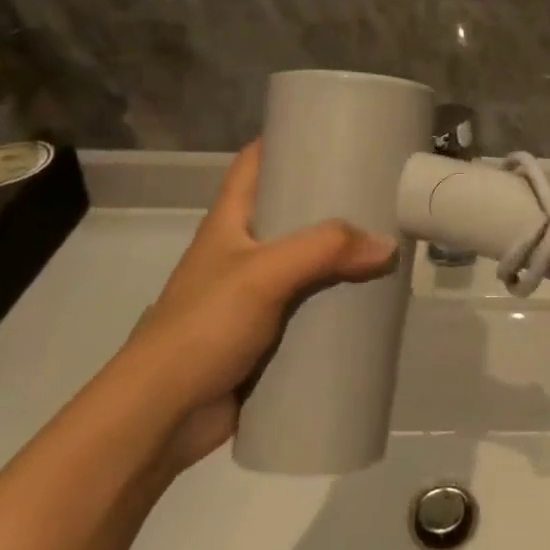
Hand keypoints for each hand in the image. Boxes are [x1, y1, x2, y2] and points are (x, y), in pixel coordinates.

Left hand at [114, 143, 395, 469]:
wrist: (161, 418)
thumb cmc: (202, 327)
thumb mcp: (263, 275)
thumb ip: (325, 251)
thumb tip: (388, 246)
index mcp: (230, 221)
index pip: (255, 163)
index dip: (288, 140)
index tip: (335, 130)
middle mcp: (243, 250)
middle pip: (291, 210)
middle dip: (333, 200)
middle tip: (381, 188)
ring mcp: (255, 293)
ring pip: (307, 260)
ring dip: (341, 253)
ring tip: (388, 240)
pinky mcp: (268, 333)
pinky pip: (311, 305)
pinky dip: (338, 299)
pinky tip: (371, 298)